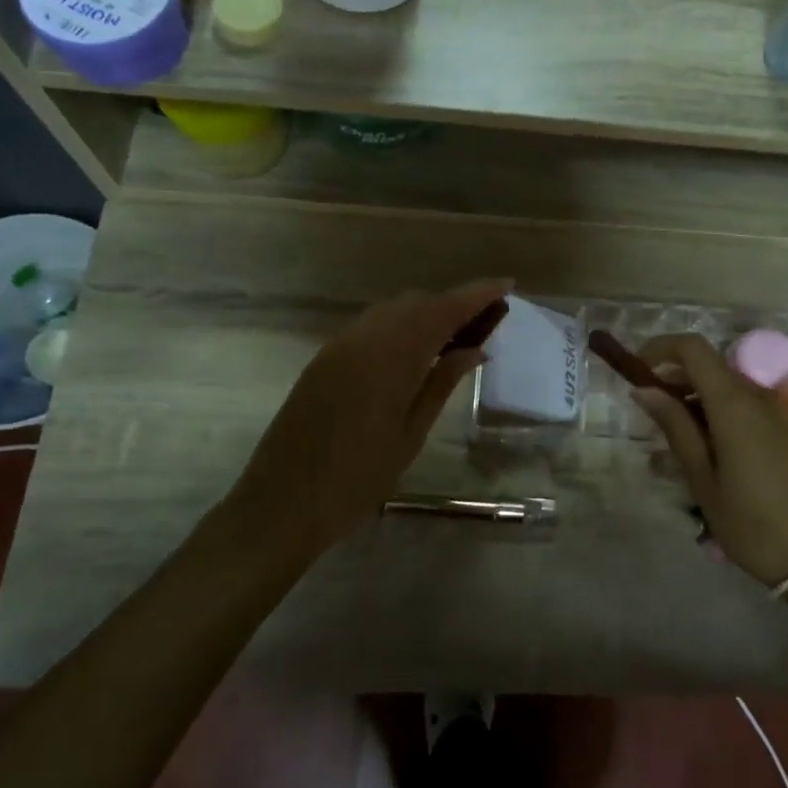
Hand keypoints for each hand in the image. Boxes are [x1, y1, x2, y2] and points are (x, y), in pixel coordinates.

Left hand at [221, 278, 512, 563]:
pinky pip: (372, 327)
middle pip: (418, 303)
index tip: (507, 284)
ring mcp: (339, 345)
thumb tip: (476, 349)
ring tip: (455, 338)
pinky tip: (415, 352)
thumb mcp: (410, 433)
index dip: (478, 294)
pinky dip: (400, 328)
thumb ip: (442, 382)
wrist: (280, 503)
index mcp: (390, 356)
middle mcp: (363, 337)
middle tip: (486, 323)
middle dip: (454, 305)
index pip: (443, 310)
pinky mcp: (325, 358)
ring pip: (393, 312)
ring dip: (426, 315)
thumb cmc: (357, 479)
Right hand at [633, 333, 787, 589]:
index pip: (694, 349)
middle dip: (676, 377)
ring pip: (731, 386)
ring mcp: (784, 412)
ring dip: (699, 397)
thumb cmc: (753, 524)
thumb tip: (645, 390)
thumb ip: (675, 427)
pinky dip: (724, 411)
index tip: (638, 369)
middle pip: (711, 366)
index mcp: (736, 404)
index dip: (661, 348)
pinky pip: (752, 405)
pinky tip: (714, 450)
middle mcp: (762, 396)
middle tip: (651, 412)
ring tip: (679, 439)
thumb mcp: (703, 480)